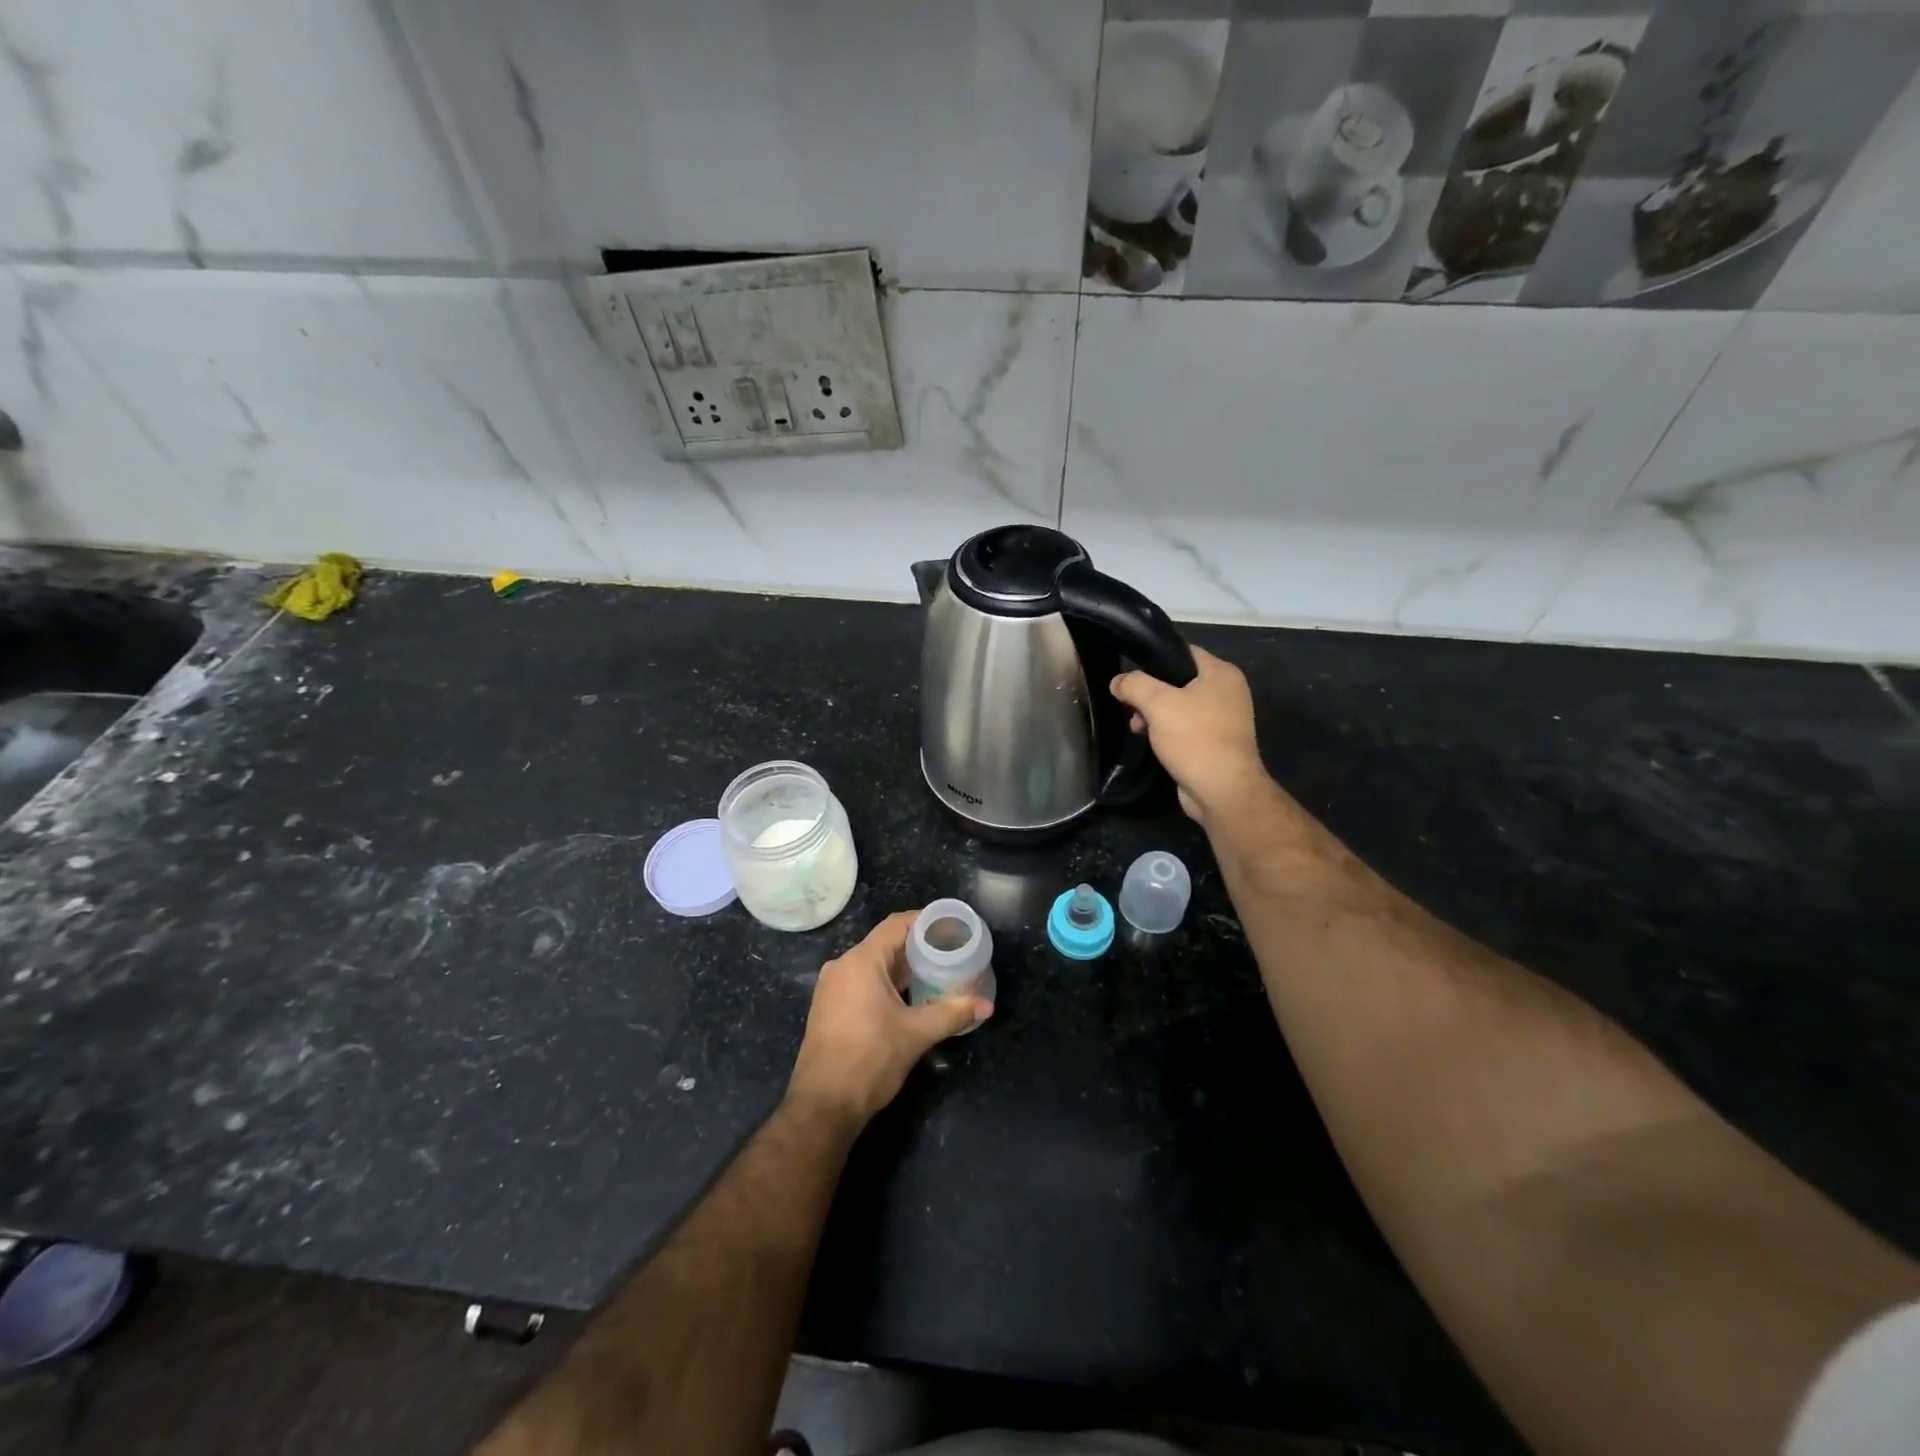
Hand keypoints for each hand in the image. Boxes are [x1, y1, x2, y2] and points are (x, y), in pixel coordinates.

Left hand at [787, 910, 990, 1125]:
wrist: (824, 1105)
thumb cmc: (870, 1059)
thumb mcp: (916, 1034)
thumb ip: (952, 1013)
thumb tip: (986, 1005)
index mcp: (860, 961)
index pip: (896, 925)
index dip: (925, 921)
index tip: (952, 925)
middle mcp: (842, 966)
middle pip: (885, 943)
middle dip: (918, 946)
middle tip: (951, 951)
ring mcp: (832, 987)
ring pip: (874, 964)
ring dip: (903, 966)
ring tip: (936, 972)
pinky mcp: (829, 1006)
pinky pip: (862, 981)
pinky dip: (887, 981)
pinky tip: (909, 996)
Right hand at [1111, 645, 1269, 825]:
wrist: (1222, 791)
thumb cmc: (1195, 739)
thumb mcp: (1158, 704)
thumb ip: (1134, 685)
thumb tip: (1118, 682)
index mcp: (1221, 673)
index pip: (1182, 652)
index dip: (1153, 658)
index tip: (1129, 672)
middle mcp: (1227, 692)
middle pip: (1179, 680)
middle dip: (1150, 693)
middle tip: (1130, 706)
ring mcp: (1224, 719)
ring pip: (1179, 705)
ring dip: (1154, 714)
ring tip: (1136, 728)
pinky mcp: (1216, 742)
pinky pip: (1186, 727)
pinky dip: (1167, 731)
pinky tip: (1150, 741)